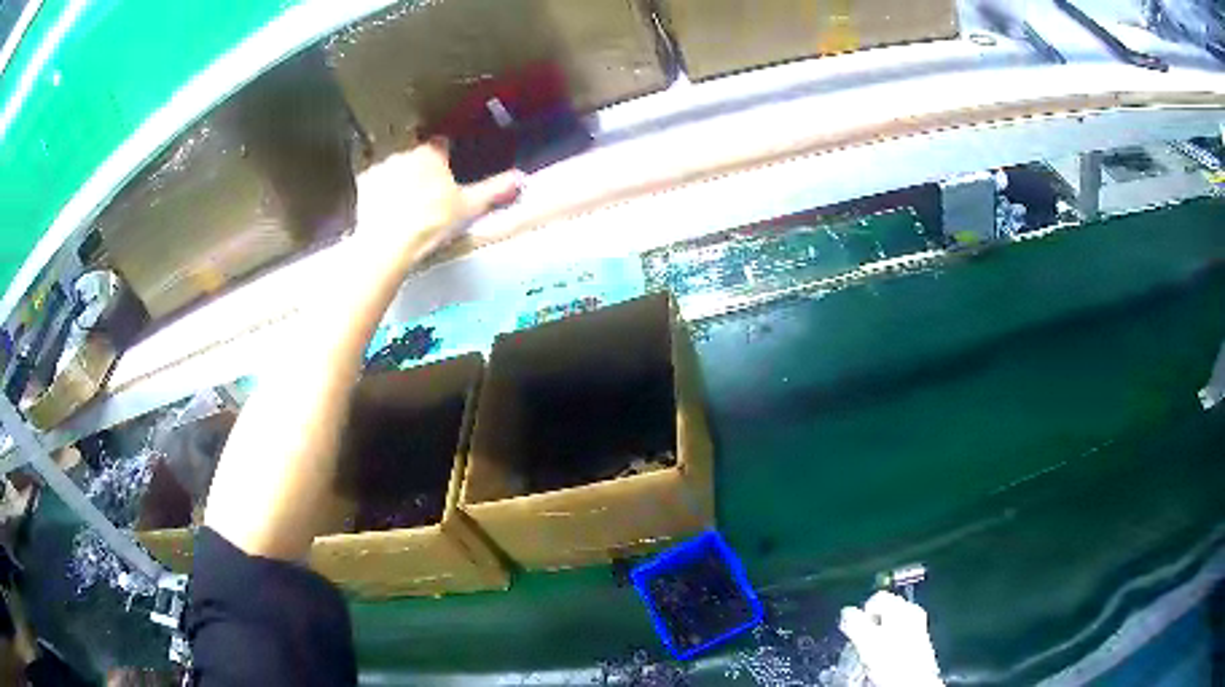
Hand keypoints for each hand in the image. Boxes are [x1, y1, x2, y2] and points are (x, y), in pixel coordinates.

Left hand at [354, 141, 521, 267]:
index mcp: (431, 153)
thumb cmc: (431, 222)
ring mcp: (381, 166)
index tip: (446, 171)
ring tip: (402, 201)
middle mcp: (404, 151)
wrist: (389, 244)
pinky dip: (377, 189)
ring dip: (398, 176)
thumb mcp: (468, 207)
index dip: (444, 157)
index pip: (441, 144)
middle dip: (420, 166)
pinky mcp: (363, 183)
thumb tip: (520, 178)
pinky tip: (383, 206)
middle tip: (425, 191)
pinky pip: (373, 181)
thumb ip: (494, 190)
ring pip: (394, 165)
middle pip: (415, 154)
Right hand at [839, 591, 943, 686]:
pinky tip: (885, 656)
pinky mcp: (919, 641)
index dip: (862, 613)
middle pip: (885, 609)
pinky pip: (899, 634)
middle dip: (872, 624)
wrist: (913, 682)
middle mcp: (912, 612)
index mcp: (901, 608)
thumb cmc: (892, 660)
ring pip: (892, 623)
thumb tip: (846, 612)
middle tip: (863, 642)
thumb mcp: (867, 641)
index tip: (855, 630)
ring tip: (873, 652)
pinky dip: (889, 642)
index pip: (877, 597)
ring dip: (880, 635)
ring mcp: (918, 626)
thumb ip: (855, 623)